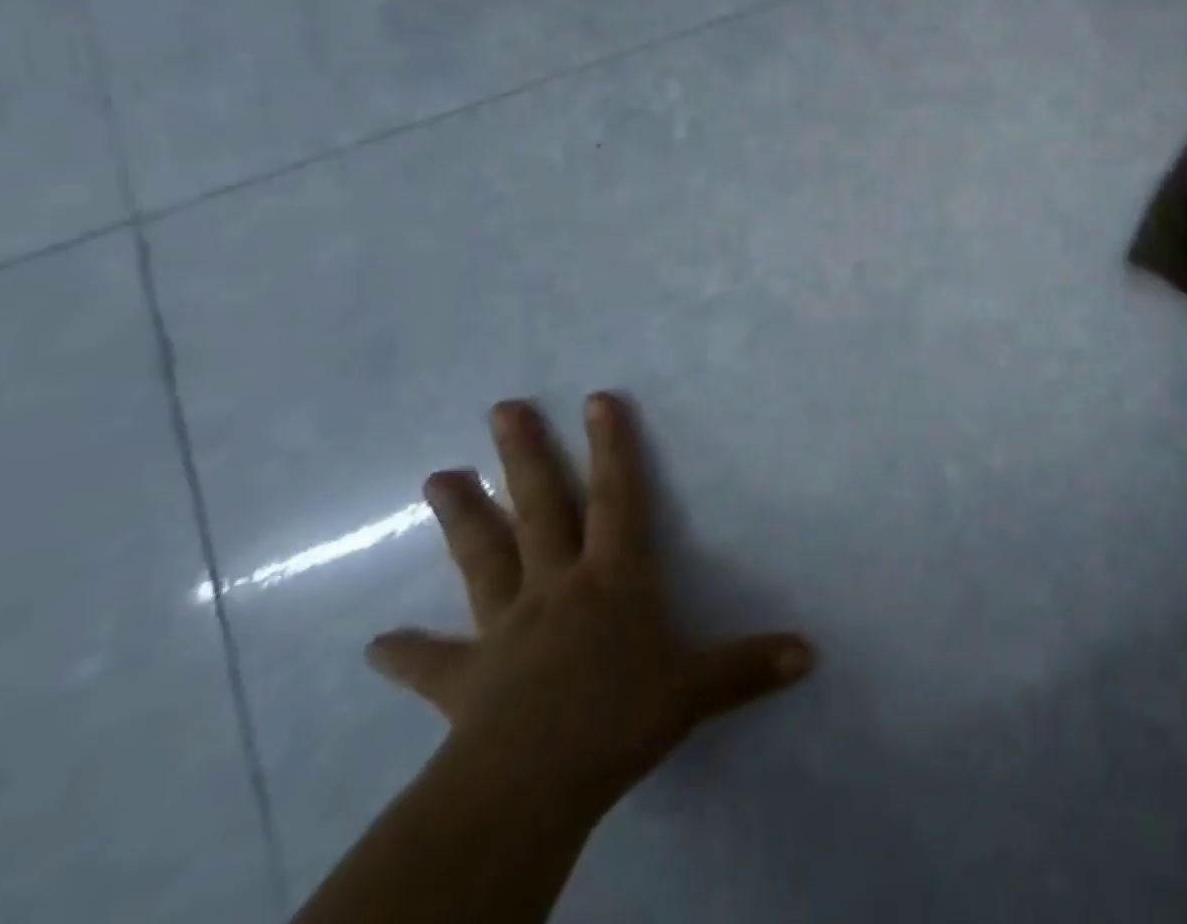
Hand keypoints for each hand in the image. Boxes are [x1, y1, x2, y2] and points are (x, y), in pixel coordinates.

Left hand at [366, 393, 814, 824]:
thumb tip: (812, 654)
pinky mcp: (465, 680)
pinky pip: (432, 664)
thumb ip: (750, 667)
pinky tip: (375, 647)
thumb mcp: (696, 691)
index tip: (597, 398)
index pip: (618, 497)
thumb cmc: (618, 720)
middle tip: (502, 409)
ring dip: (463, 517)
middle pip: (541, 508)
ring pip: (484, 559)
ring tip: (436, 476)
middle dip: (525, 455)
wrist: (527, 788)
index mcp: (612, 578)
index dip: (612, 446)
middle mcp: (557, 587)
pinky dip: (405, 654)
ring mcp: (506, 628)